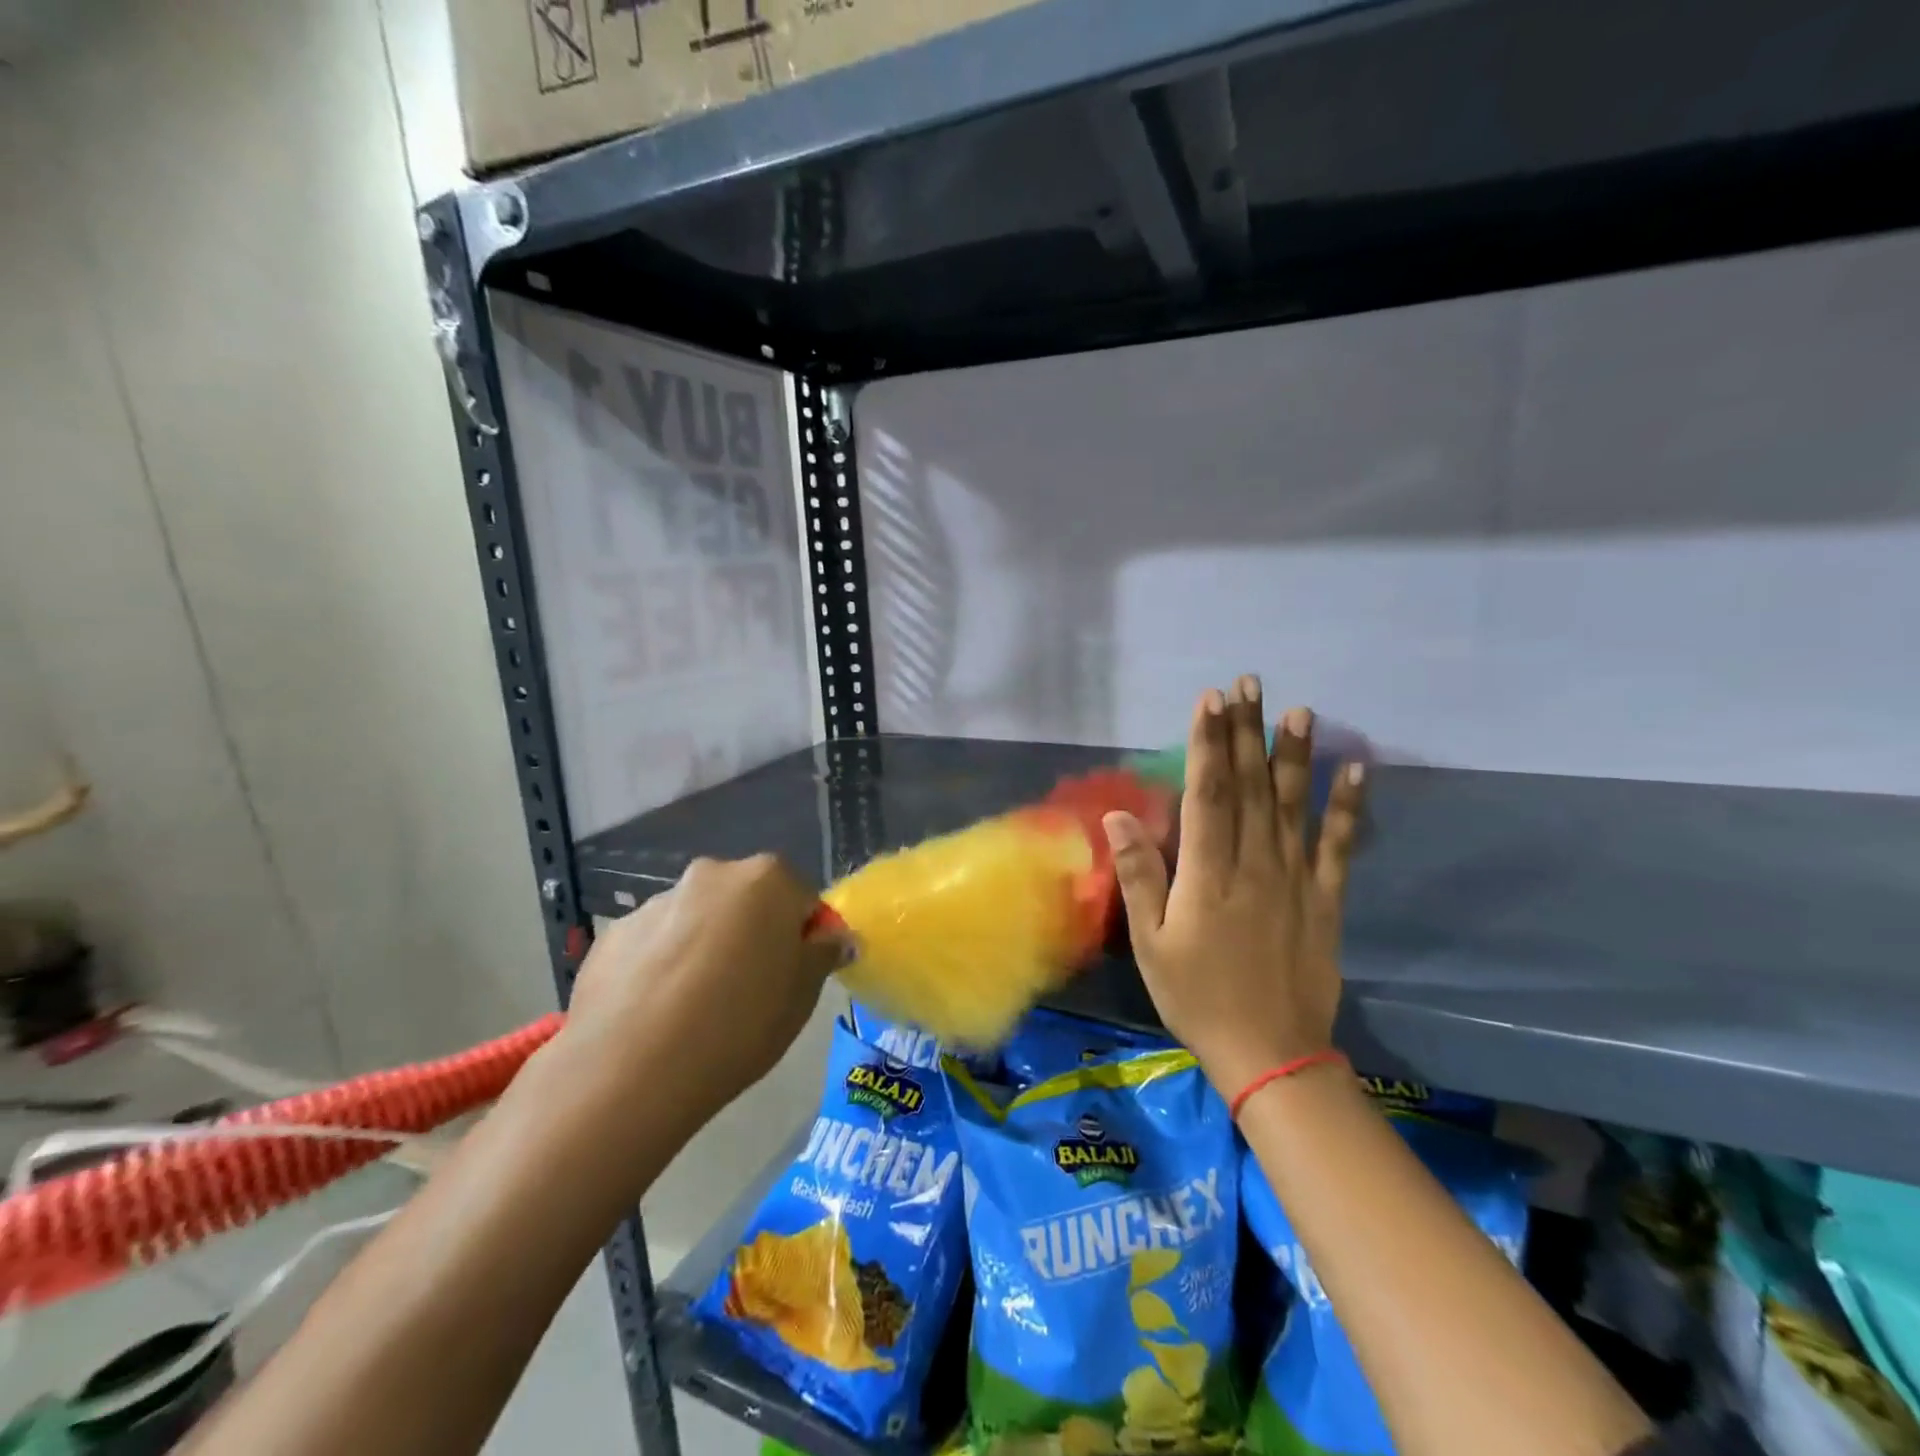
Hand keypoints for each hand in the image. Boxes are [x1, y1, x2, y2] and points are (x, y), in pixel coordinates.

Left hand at [564, 855, 841, 1123]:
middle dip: (752, 935)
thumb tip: (834, 936)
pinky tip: (658, 1014)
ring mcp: (657, 902)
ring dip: (706, 948)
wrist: (631, 1070)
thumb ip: (823, 954)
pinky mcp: (613, 935)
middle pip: (747, 902)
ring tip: (696, 1010)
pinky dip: (663, 967)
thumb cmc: (739, 1024)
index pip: (802, 899)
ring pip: (699, 921)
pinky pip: (655, 945)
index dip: (804, 938)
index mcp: (766, 879)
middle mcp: (711, 875)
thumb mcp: (803, 995)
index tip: (795, 978)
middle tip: (750, 991)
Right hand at [1103, 677, 1366, 1102]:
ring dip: (1295, 755)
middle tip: (1249, 684)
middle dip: (1247, 732)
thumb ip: (1139, 876)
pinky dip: (1348, 808)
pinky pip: (1338, 846)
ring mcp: (1295, 880)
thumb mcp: (1150, 943)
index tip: (1210, 701)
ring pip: (1293, 805)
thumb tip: (1119, 817)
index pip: (1208, 794)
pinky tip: (1356, 771)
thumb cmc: (1196, 997)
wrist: (1270, 1054)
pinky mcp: (1325, 899)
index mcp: (1208, 874)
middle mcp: (1255, 865)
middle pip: (1251, 787)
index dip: (1208, 744)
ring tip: (1299, 711)